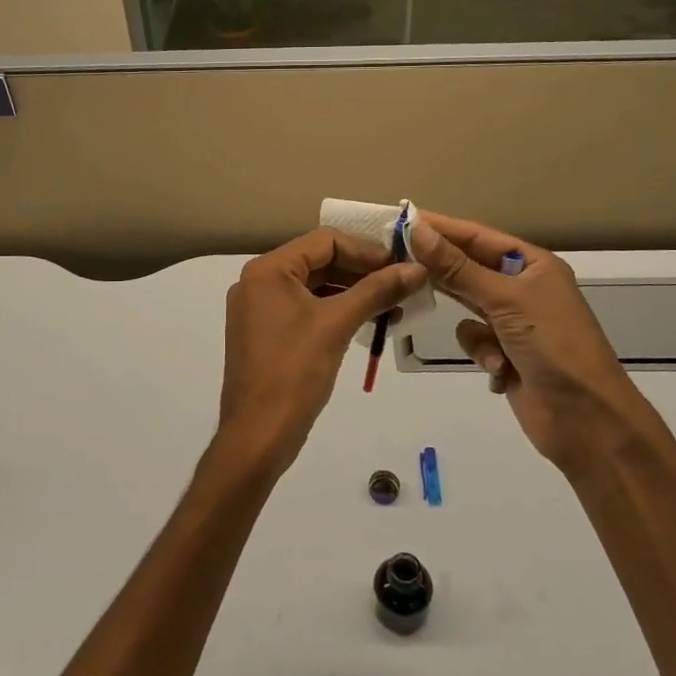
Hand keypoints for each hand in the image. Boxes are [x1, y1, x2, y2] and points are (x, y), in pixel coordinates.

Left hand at [211, 229, 425, 481]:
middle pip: (319, 262)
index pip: (324, 241)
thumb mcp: (337, 325)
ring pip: (315, 287)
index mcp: (268, 270)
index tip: (401, 264)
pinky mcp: (267, 334)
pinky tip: (368, 322)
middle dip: (362, 271)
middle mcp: (259, 282)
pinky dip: (336, 311)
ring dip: (353, 292)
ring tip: (394, 305)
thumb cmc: (294, 372)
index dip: (366, 249)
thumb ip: (377, 291)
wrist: (257, 434)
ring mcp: (260, 310)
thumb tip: (418, 269)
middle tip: (403, 283)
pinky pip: (306, 310)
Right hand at [407, 212, 671, 473]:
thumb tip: (416, 230)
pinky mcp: (505, 354)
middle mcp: (524, 288)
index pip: (478, 236)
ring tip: (471, 331)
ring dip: (471, 324)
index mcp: (533, 265)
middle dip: (442, 271)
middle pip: (470, 269)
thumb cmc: (552, 346)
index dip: (441, 228)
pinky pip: (474, 340)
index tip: (401, 220)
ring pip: (468, 307)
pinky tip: (500, 368)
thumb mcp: (504, 299)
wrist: (585, 418)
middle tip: (396, 260)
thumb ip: (456, 267)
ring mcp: (514, 323)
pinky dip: (482, 353)